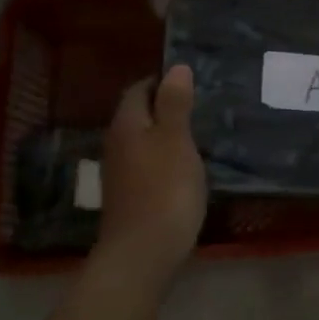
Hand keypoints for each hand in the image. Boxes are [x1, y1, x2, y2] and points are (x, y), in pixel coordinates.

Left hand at [95, 64, 207, 272]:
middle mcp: (118, 144)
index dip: (162, 81)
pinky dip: (166, 157)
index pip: (139, 90)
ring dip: (166, 133)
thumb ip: (175, 104)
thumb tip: (176, 67)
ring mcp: (121, 173)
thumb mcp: (176, 140)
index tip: (191, 81)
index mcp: (127, 125)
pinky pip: (148, 163)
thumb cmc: (165, 189)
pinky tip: (186, 166)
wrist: (143, 252)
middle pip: (138, 114)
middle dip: (165, 106)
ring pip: (143, 140)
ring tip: (198, 132)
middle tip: (200, 103)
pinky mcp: (131, 195)